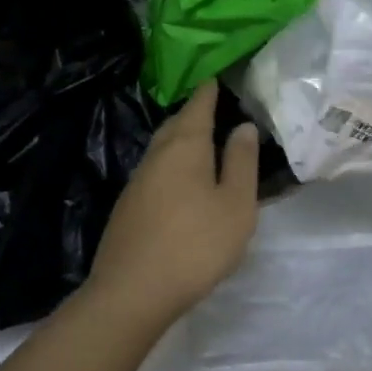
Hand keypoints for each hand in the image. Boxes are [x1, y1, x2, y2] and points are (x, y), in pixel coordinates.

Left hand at [85, 83, 259, 328]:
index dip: (209, 92)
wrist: (132, 292)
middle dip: (193, 114)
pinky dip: (171, 165)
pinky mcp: (128, 208)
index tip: (216, 78)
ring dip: (181, 140)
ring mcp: (137, 183)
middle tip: (212, 108)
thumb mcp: (235, 204)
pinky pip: (155, 172)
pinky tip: (180, 183)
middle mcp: (156, 157)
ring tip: (201, 143)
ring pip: (162, 149)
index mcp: (185, 148)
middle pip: (175, 125)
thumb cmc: (195, 244)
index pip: (198, 107)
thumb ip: (241, 162)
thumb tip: (243, 126)